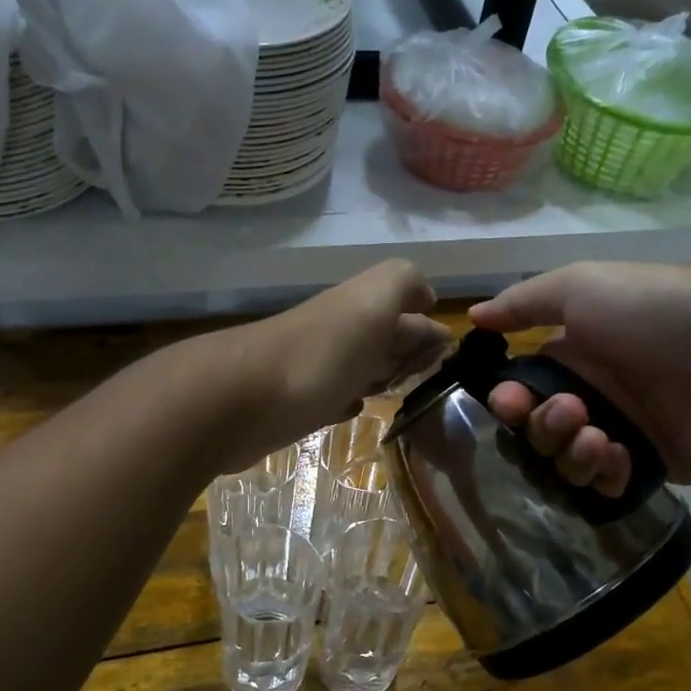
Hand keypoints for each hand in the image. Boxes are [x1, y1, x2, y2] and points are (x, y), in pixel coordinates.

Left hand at [210, 260, 450, 470]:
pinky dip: (348, 398)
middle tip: (429, 372)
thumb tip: (425, 296)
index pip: (405, 311)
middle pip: (382, 338)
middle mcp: (340, 333)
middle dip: (408, 350)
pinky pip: (333, 396)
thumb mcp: (373, 300)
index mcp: (361, 307)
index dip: (428, 329)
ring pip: (359, 366)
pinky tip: (354, 407)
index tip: (448, 354)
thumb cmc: (320, 353)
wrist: (243, 401)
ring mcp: (316, 369)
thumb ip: (403, 282)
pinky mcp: (297, 404)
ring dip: (380, 373)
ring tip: (400, 389)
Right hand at [468, 261, 690, 494]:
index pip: (522, 392)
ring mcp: (623, 433)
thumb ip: (522, 303)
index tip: (509, 403)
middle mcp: (593, 396)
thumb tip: (474, 315)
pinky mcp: (653, 466)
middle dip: (543, 427)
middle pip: (539, 432)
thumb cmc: (652, 310)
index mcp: (574, 356)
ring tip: (599, 436)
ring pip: (567, 463)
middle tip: (572, 411)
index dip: (508, 403)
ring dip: (571, 453)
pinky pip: (608, 485)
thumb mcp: (580, 286)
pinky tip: (619, 456)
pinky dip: (604, 474)